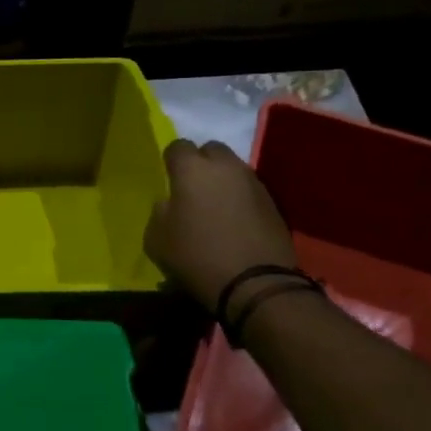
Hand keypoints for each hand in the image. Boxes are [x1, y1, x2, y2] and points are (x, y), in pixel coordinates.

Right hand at [144, 139, 298, 311]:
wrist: (256, 283)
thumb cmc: (197, 257)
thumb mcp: (156, 239)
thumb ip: (159, 212)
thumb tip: (169, 202)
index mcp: (192, 169)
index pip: (177, 146)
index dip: (171, 161)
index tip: (169, 179)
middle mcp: (225, 166)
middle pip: (211, 149)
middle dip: (201, 163)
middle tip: (193, 189)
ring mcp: (253, 182)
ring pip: (233, 168)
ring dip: (223, 180)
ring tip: (216, 206)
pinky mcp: (273, 202)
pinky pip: (250, 189)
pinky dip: (240, 198)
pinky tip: (236, 221)